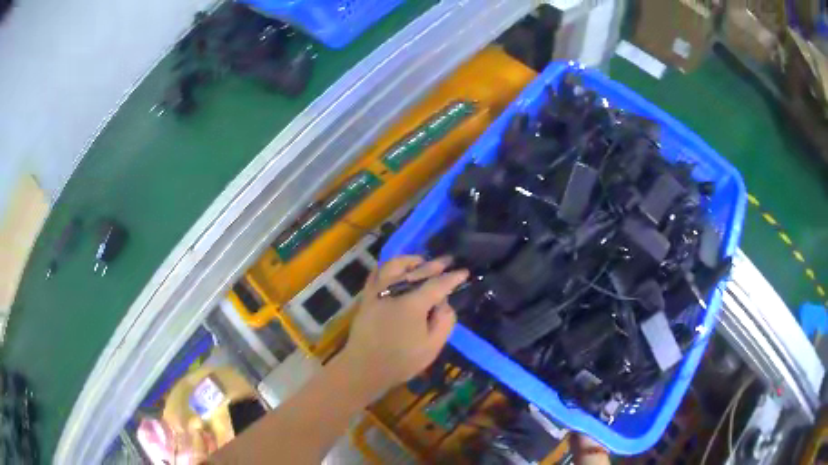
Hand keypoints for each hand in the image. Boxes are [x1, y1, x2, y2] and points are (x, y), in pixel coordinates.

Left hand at [341, 255, 468, 395]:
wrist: (364, 367)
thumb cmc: (401, 361)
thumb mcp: (432, 347)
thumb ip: (444, 321)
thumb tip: (444, 302)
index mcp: (413, 303)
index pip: (438, 284)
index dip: (453, 277)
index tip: (464, 271)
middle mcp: (395, 290)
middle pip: (418, 270)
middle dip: (436, 264)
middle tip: (448, 260)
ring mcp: (377, 291)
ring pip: (395, 265)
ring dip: (411, 261)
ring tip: (420, 262)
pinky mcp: (366, 296)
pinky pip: (377, 272)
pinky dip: (388, 266)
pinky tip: (395, 270)